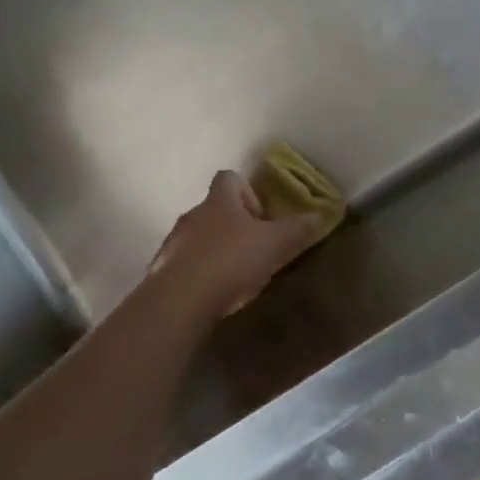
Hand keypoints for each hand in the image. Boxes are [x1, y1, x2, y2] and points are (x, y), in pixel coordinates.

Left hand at [147, 171, 327, 322]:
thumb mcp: (274, 244)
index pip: (229, 178)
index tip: (260, 216)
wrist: (180, 300)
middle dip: (233, 225)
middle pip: (213, 209)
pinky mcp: (160, 270)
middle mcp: (193, 214)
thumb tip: (319, 214)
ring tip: (234, 275)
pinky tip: (211, 293)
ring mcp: (173, 242)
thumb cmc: (231, 261)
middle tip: (253, 248)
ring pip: (197, 237)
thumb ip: (297, 229)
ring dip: (214, 249)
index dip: (247, 192)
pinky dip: (197, 273)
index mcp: (219, 201)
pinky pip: (183, 264)